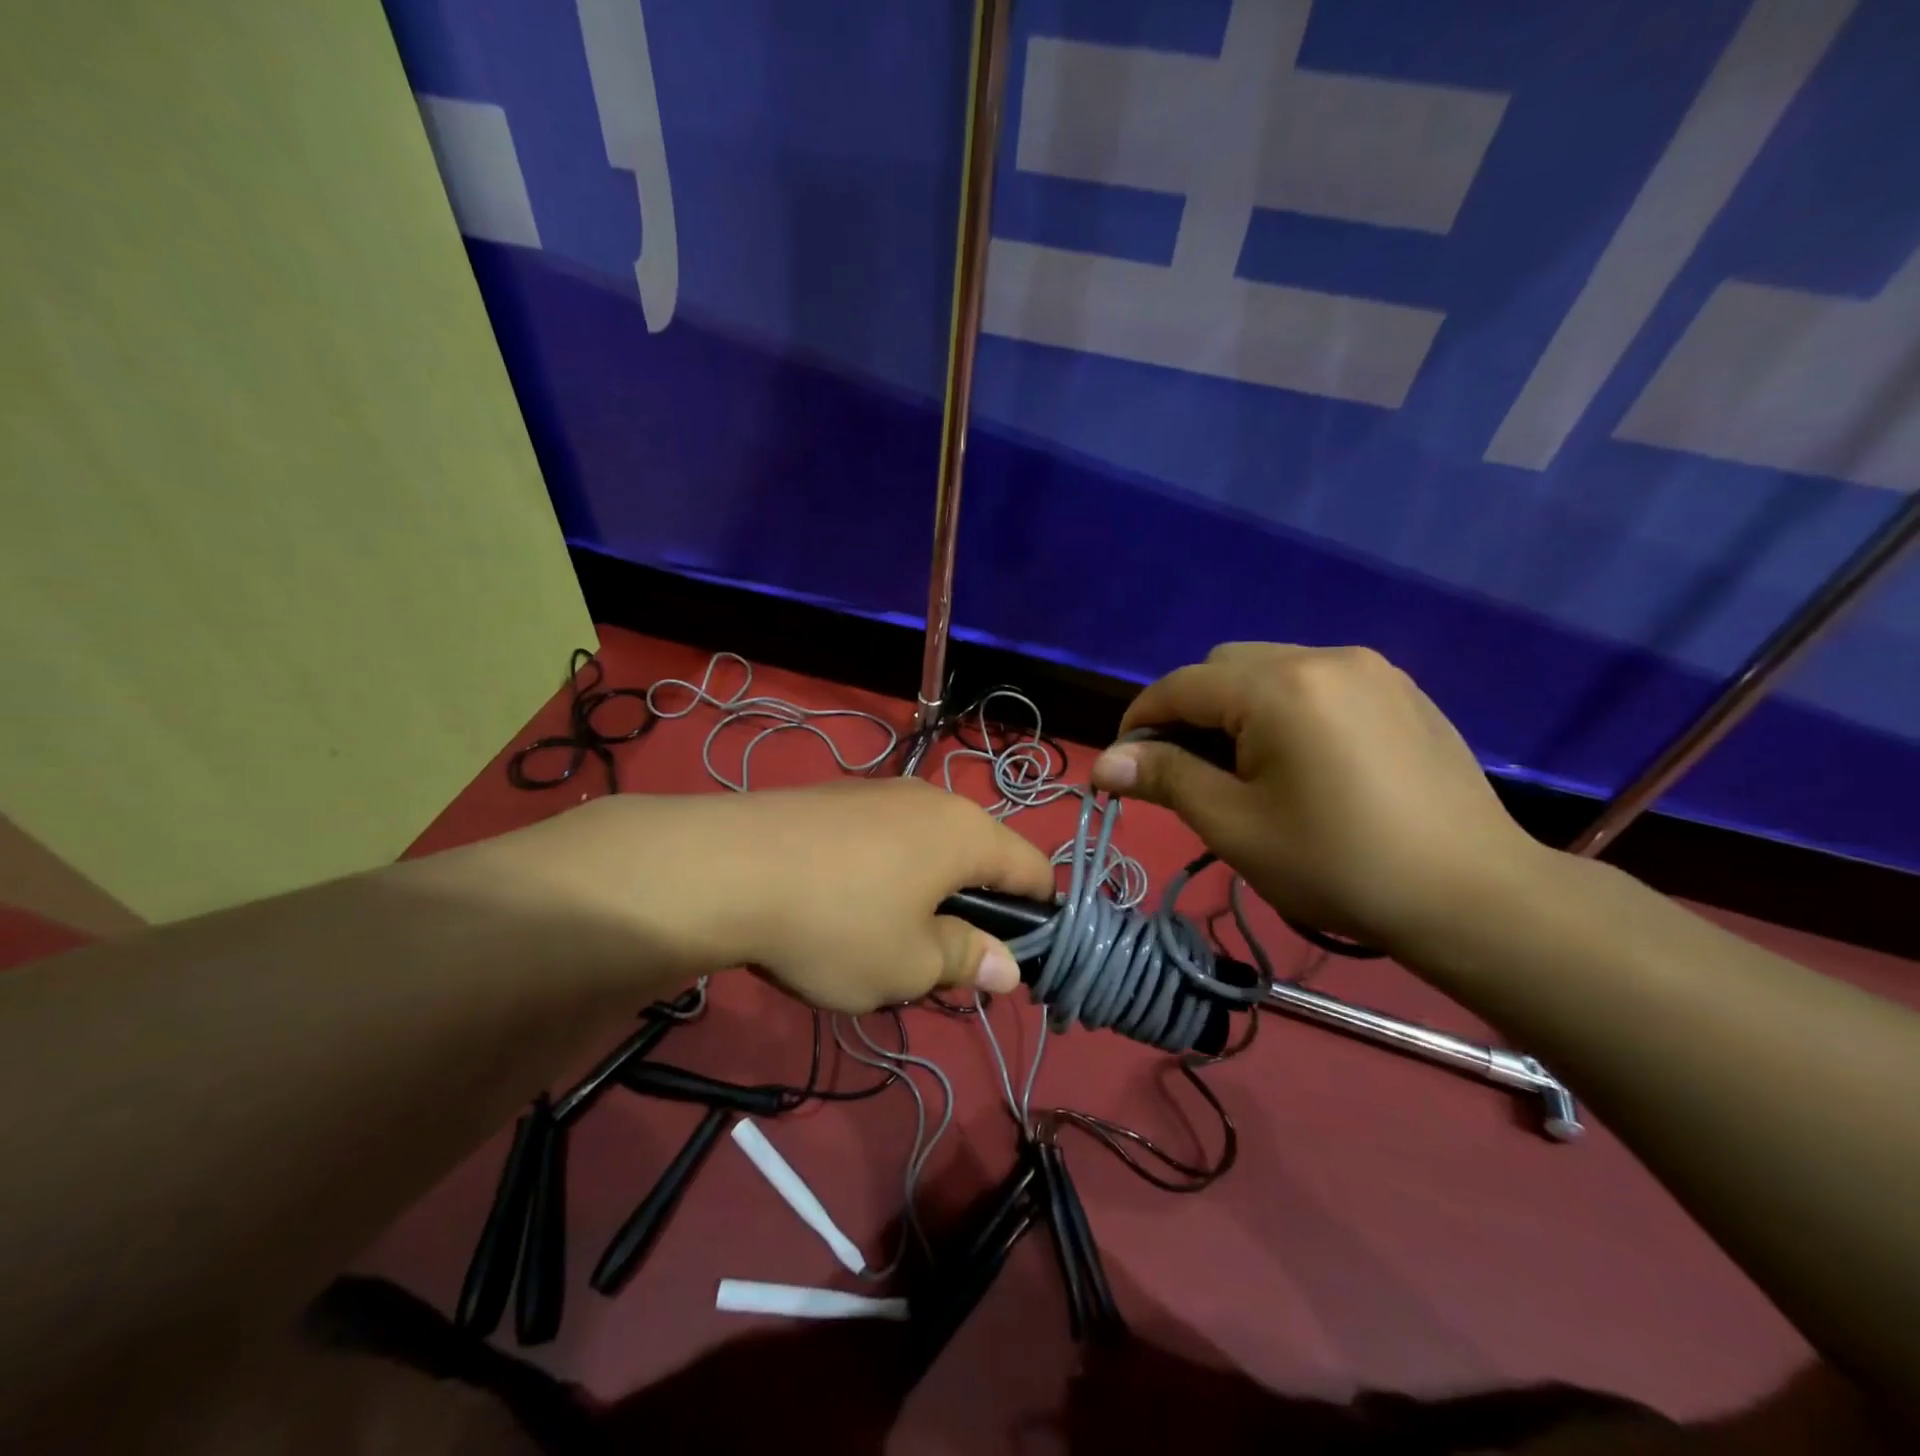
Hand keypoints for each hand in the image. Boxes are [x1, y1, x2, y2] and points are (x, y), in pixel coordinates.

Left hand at [539, 779, 1055, 1012]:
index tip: (1021, 957)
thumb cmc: (837, 923)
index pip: (1033, 869)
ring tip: (883, 936)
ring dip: (924, 890)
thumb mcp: (909, 965)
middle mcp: (932, 800)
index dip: (1039, 915)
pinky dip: (882, 872)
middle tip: (940, 959)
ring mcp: (880, 791)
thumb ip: (965, 961)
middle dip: (971, 907)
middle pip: (978, 855)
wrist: (724, 868)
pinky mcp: (835, 797)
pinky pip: (882, 838)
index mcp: (967, 833)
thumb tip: (1008, 968)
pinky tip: (840, 904)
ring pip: (926, 847)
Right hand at [1091, 643, 1549, 954]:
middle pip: (1224, 667)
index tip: (1125, 765)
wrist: (1475, 896)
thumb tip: (1103, 764)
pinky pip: (1316, 681)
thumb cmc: (1339, 866)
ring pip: (1270, 668)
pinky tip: (1301, 760)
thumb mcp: (1235, 827)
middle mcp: (1324, 656)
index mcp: (1280, 687)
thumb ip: (1166, 780)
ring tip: (1245, 767)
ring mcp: (1370, 669)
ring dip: (1237, 707)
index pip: (1181, 686)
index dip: (1140, 720)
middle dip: (1190, 711)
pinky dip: (1285, 707)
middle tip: (1188, 771)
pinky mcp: (1401, 689)